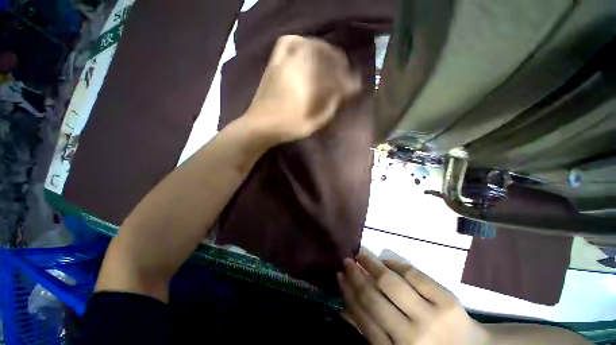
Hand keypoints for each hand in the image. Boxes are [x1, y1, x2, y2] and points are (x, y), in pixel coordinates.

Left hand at [245, 35, 360, 143]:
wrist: (259, 125)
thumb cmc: (287, 127)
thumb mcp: (314, 122)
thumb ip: (331, 105)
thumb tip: (345, 92)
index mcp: (308, 81)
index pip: (334, 74)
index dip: (346, 79)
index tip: (353, 86)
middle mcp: (297, 65)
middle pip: (323, 53)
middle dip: (338, 61)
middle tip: (344, 71)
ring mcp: (283, 61)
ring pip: (307, 44)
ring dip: (322, 49)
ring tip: (328, 59)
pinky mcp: (274, 63)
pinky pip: (287, 42)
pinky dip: (300, 41)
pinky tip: (305, 49)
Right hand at [338, 248, 489, 344]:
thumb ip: (370, 332)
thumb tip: (343, 310)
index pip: (363, 317)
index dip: (348, 293)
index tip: (339, 275)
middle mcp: (411, 337)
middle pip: (374, 298)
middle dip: (356, 276)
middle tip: (347, 261)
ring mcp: (430, 317)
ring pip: (392, 283)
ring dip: (372, 264)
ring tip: (361, 253)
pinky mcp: (446, 301)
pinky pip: (414, 275)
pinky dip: (397, 264)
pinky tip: (387, 260)